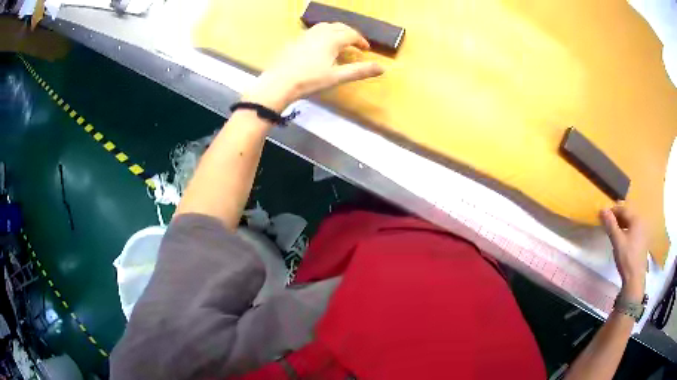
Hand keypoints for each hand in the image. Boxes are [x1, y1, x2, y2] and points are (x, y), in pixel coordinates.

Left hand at [243, 23, 383, 112]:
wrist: (279, 83)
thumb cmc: (310, 80)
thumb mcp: (337, 77)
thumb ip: (360, 71)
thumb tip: (383, 68)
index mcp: (331, 39)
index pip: (351, 34)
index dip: (361, 41)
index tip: (366, 49)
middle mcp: (319, 32)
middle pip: (339, 27)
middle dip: (350, 33)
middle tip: (355, 44)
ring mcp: (305, 35)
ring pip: (324, 27)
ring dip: (336, 31)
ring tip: (339, 42)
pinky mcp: (294, 41)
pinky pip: (313, 32)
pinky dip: (322, 35)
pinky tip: (319, 46)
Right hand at [600, 205, 648, 300]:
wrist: (635, 278)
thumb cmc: (626, 257)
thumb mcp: (617, 241)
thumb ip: (610, 224)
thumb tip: (602, 209)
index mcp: (636, 218)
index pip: (623, 209)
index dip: (612, 211)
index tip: (603, 216)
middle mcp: (641, 221)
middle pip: (628, 215)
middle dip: (617, 218)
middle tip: (607, 224)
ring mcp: (643, 231)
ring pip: (631, 223)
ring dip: (622, 225)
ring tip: (614, 232)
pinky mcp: (643, 241)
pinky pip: (634, 230)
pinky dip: (627, 231)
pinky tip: (622, 239)